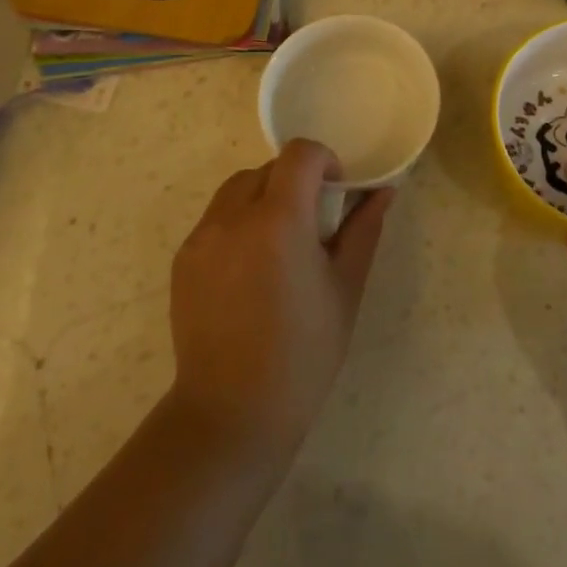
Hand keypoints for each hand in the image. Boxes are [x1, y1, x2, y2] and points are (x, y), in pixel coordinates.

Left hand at [168, 140, 392, 460]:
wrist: (233, 412)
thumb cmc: (304, 352)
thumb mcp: (345, 288)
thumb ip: (363, 230)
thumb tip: (383, 191)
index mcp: (279, 220)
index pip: (300, 154)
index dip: (324, 160)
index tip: (335, 192)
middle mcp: (233, 217)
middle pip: (267, 169)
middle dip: (294, 182)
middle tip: (312, 224)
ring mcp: (202, 237)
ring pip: (236, 190)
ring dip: (263, 198)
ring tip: (279, 246)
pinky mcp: (183, 259)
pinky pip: (215, 220)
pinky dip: (238, 224)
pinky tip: (251, 271)